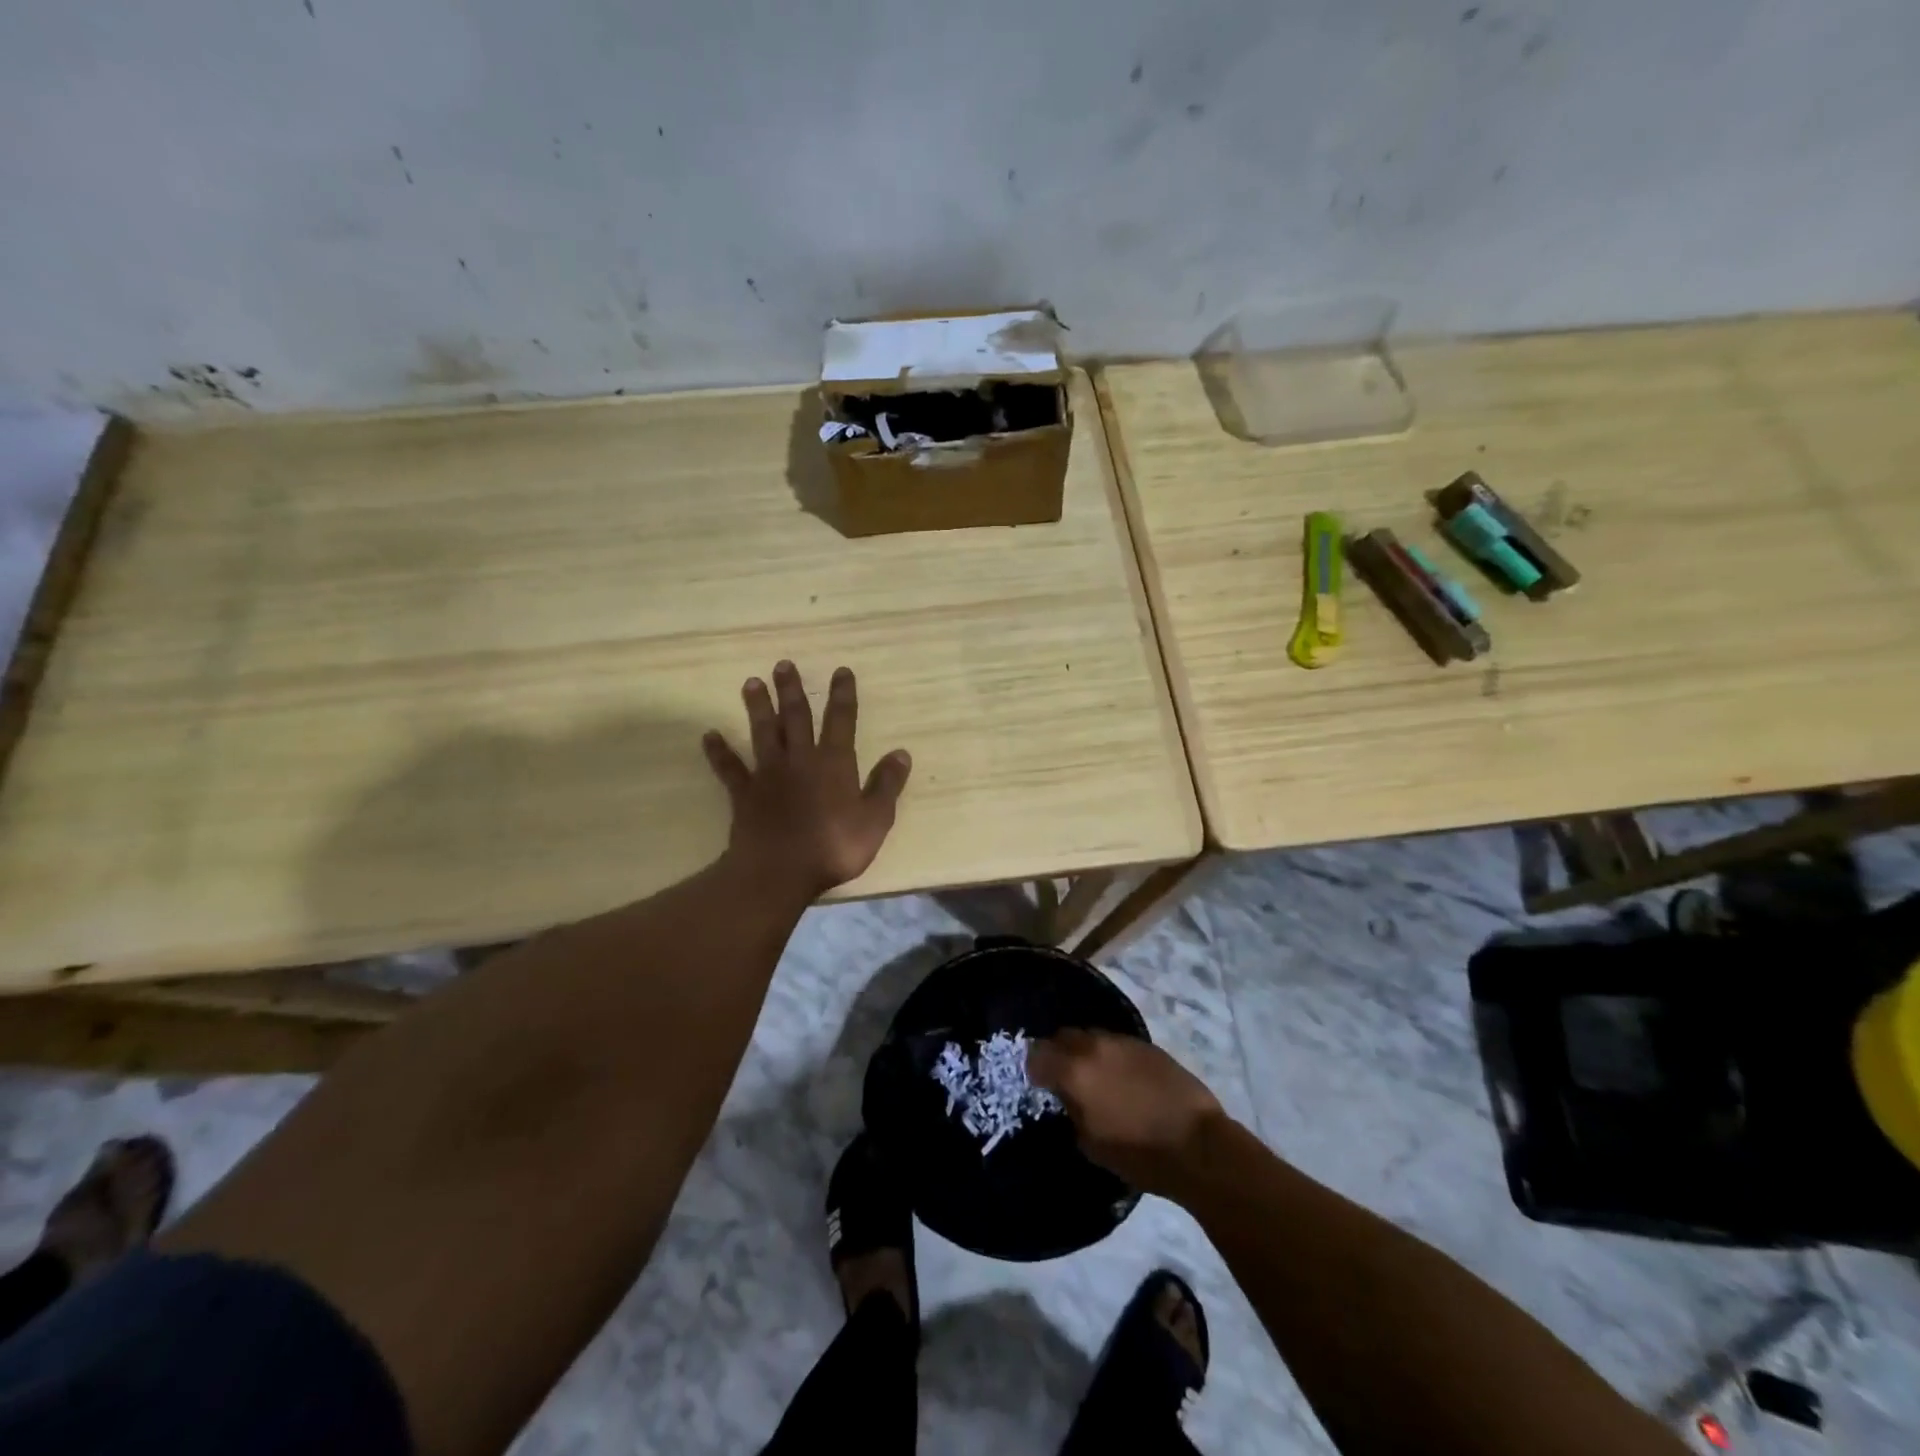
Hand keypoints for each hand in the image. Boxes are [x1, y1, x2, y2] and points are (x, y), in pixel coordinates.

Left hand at [702, 661, 911, 898]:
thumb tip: (901, 753)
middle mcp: (800, 759)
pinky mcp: (745, 794)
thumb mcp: (875, 819)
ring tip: (751, 682)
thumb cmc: (834, 846)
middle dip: (792, 690)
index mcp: (834, 763)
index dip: (842, 695)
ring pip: (763, 733)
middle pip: (796, 717)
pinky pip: (730, 768)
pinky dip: (720, 752)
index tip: (840, 670)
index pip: (841, 720)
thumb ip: (887, 785)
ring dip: (758, 707)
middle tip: (783, 664)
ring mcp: (769, 774)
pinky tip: (709, 736)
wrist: (779, 871)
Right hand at [1028, 1029, 1225, 1196]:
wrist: (1197, 1145)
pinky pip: (1117, 1043)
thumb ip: (1071, 1109)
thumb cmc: (1138, 1154)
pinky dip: (1111, 1056)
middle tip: (1064, 1078)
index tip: (1040, 1084)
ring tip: (1095, 1077)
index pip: (1037, 1054)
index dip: (1034, 1069)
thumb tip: (1068, 1096)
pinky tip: (1122, 1078)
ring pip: (1091, 1036)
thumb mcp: (1090, 1142)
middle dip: (1059, 1054)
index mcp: (1074, 1071)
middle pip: (1063, 1036)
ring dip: (1086, 1052)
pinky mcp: (1147, 1045)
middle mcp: (1094, 1046)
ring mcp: (1123, 1041)